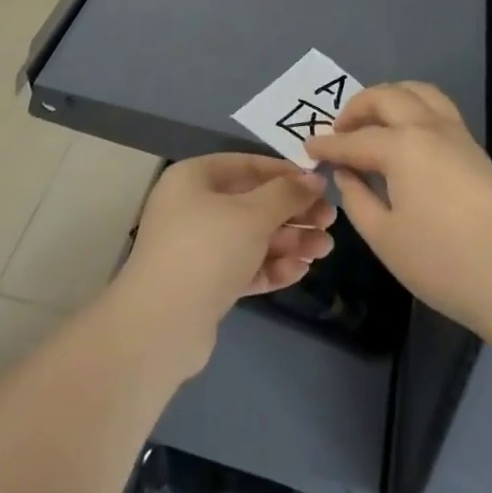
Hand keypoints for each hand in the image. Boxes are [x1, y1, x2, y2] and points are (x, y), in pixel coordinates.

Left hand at [114, 155, 334, 375]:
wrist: (161, 326)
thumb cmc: (207, 250)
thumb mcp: (252, 214)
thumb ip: (287, 194)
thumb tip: (314, 178)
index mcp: (195, 178)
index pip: (247, 165)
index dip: (285, 173)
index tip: (320, 183)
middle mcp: (193, 207)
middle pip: (253, 203)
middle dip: (293, 213)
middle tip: (330, 221)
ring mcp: (198, 247)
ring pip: (251, 237)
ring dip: (289, 241)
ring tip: (325, 250)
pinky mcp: (205, 283)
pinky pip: (244, 266)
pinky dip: (271, 266)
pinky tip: (301, 271)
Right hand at [305, 82, 491, 336]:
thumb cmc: (443, 262)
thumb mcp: (385, 238)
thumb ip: (357, 199)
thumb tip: (347, 174)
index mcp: (401, 146)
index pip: (354, 140)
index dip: (328, 145)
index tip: (308, 148)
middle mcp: (427, 126)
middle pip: (385, 97)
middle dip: (356, 108)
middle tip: (339, 131)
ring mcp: (455, 132)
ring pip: (416, 91)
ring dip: (388, 97)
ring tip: (373, 121)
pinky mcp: (473, 145)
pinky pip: (436, 106)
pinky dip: (413, 105)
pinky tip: (405, 133)